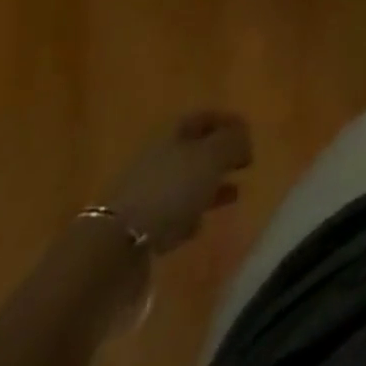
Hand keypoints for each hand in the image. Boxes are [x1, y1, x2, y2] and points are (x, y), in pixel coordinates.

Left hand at [102, 110, 251, 253]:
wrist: (114, 248)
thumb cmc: (170, 190)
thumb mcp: (212, 157)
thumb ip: (233, 142)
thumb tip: (244, 139)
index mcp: (173, 131)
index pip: (206, 116)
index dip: (230, 122)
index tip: (251, 135)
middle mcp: (157, 155)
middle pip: (194, 149)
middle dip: (220, 156)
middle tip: (245, 165)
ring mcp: (144, 191)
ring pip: (184, 182)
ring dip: (208, 186)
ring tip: (232, 196)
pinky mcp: (136, 226)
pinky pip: (170, 213)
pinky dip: (188, 215)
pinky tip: (198, 225)